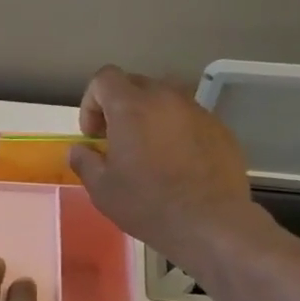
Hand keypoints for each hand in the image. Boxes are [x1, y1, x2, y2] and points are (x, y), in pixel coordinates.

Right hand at [67, 65, 263, 265]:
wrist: (209, 222)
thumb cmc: (146, 204)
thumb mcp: (101, 188)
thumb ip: (84, 161)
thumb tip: (79, 150)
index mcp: (131, 107)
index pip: (104, 78)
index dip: (91, 103)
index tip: (94, 135)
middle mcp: (166, 98)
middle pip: (135, 84)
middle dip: (119, 107)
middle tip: (116, 142)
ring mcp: (197, 111)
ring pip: (165, 100)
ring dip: (149, 118)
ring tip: (148, 153)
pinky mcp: (220, 128)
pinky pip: (189, 119)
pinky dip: (176, 132)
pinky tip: (176, 166)